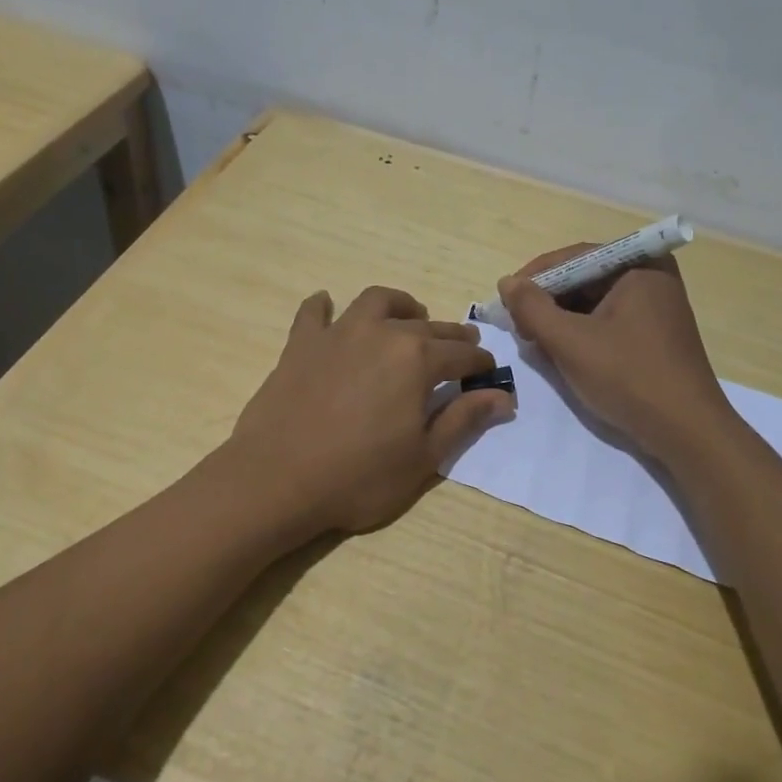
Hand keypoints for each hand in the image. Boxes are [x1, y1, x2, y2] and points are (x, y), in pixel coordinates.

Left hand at [230, 286, 515, 533]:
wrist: (278, 479)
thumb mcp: (423, 457)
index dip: (480, 363)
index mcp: (417, 359)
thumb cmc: (359, 476)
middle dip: (450, 335)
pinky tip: (327, 308)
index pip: (461, 354)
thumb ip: (463, 420)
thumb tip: (503, 397)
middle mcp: (381, 333)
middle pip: (427, 325)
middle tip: (462, 344)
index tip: (489, 371)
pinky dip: (324, 307)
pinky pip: (314, 313)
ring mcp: (337, 333)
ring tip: (408, 317)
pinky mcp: (301, 344)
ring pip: (376, 302)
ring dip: (399, 306)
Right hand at [498, 248, 731, 461]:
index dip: (534, 277)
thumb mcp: (570, 341)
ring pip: (594, 303)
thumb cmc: (628, 377)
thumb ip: (532, 308)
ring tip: (535, 342)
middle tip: (518, 325)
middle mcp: (652, 277)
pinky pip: (608, 322)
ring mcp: (656, 308)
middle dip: (547, 301)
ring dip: (561, 320)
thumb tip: (507, 283)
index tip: (504, 299)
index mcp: (640, 266)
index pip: (574, 257)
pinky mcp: (654, 335)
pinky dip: (581, 334)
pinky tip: (561, 353)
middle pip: (584, 278)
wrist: (687, 432)